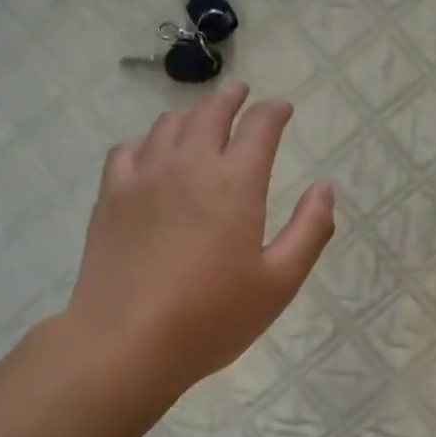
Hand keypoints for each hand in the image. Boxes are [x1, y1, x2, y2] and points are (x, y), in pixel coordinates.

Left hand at [63, 82, 335, 393]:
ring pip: (168, 125)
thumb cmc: (212, 318)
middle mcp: (189, 165)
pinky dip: (147, 141)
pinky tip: (151, 153)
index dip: (274, 112)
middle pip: (210, 112)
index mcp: (235, 183)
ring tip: (200, 120)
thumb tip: (324, 188)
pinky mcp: (111, 196)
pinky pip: (128, 150)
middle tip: (242, 94)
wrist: (127, 341)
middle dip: (232, 98)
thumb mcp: (279, 283)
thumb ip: (310, 231)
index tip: (282, 109)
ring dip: (191, 115)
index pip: (259, 126)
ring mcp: (143, 177)